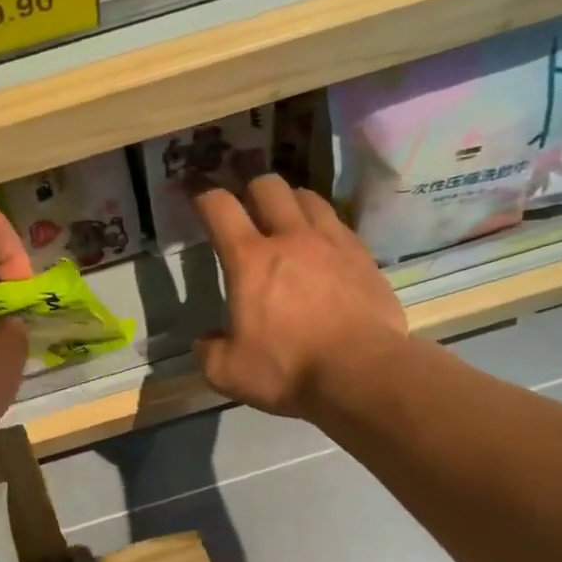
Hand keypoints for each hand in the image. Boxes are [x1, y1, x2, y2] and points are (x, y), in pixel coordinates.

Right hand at [192, 175, 408, 418]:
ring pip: (308, 197)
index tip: (198, 198)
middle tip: (246, 209)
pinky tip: (322, 248)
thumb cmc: (288, 370)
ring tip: (286, 220)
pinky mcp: (363, 257)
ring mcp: (332, 243)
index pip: (220, 208)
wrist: (361, 374)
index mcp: (250, 260)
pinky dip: (323, 227)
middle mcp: (291, 238)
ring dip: (290, 201)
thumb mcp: (227, 372)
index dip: (203, 197)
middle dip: (251, 190)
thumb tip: (207, 340)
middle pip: (268, 186)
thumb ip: (209, 351)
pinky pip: (339, 224)